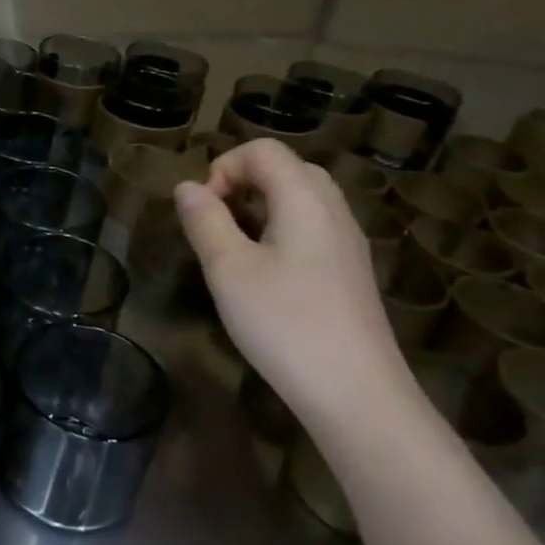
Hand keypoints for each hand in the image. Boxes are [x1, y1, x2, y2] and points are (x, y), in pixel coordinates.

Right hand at [174, 139, 413, 423]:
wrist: (356, 393)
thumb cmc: (284, 323)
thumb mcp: (228, 269)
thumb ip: (204, 220)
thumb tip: (187, 188)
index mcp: (305, 199)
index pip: (264, 150)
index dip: (224, 166)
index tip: (202, 209)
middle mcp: (334, 210)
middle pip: (287, 169)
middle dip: (242, 183)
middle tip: (215, 222)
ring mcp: (348, 242)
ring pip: (302, 200)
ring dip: (261, 208)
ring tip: (234, 248)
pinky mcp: (351, 272)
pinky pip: (313, 228)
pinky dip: (281, 231)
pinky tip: (265, 274)